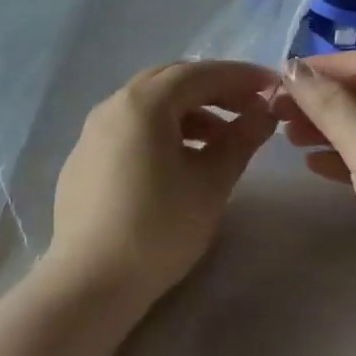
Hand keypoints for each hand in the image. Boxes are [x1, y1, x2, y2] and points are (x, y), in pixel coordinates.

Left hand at [44, 61, 280, 308]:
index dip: (239, 76)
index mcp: (143, 103)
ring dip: (188, 112)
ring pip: (148, 105)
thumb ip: (240, 140)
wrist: (91, 282)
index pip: (199, 73)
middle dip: (213, 89)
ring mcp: (92, 132)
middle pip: (170, 81)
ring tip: (220, 140)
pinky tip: (179, 160)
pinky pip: (129, 128)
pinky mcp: (84, 159)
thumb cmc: (160, 227)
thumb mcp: (211, 183)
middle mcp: (112, 105)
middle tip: (248, 107)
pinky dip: (161, 130)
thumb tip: (264, 113)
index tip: (272, 86)